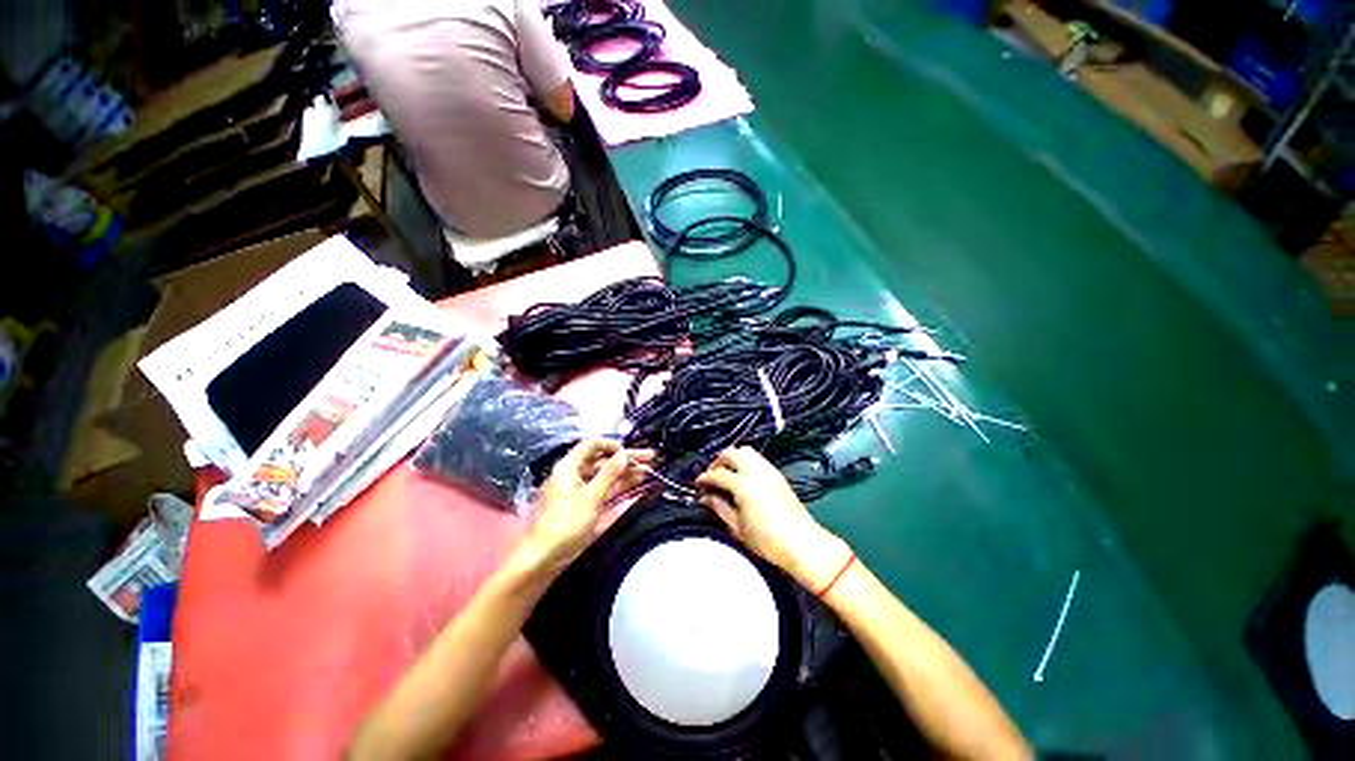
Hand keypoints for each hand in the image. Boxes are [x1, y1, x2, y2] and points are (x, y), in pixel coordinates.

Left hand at [516, 439, 652, 574]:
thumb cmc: (565, 523)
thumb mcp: (591, 496)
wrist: (544, 558)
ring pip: (607, 476)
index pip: (592, 445)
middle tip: (651, 458)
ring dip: (627, 473)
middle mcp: (576, 475)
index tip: (629, 452)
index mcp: (570, 467)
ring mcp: (582, 490)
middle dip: (626, 459)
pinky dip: (621, 486)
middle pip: (603, 460)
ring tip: (649, 470)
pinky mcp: (587, 505)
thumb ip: (609, 473)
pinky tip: (637, 483)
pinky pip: (606, 489)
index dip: (612, 445)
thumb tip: (624, 454)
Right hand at [696, 447, 850, 591]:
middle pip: (731, 453)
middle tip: (711, 476)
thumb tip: (707, 497)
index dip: (705, 478)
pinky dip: (745, 461)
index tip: (699, 484)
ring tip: (726, 474)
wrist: (803, 544)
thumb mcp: (738, 527)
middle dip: (718, 462)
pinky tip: (741, 477)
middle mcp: (756, 471)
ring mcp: (769, 470)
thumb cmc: (768, 541)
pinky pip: (757, 458)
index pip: (718, 473)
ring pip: (745, 451)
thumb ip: (720, 507)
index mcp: (744, 485)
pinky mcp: (777, 474)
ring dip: (732, 458)